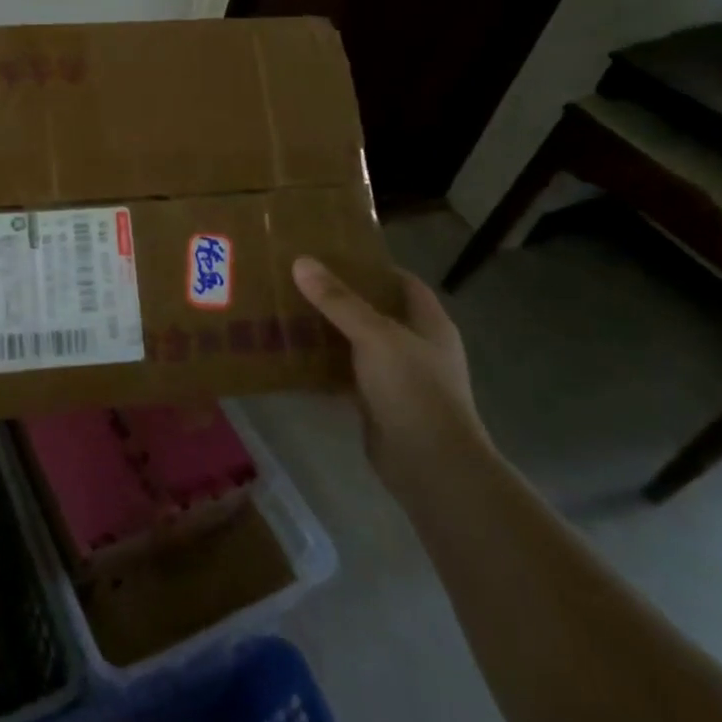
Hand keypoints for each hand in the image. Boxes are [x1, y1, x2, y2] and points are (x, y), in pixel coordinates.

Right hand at [293, 258, 492, 503]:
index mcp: (429, 324)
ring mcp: (399, 378)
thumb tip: (301, 262)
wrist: (431, 466)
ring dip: (329, 331)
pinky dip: (324, 366)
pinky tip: (293, 355)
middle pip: (376, 312)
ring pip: (358, 344)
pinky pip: (347, 374)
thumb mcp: (375, 335)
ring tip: (290, 311)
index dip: (373, 267)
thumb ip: (338, 300)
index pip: (403, 283)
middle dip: (342, 298)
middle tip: (301, 280)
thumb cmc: (413, 389)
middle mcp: (417, 347)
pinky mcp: (378, 404)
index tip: (334, 255)